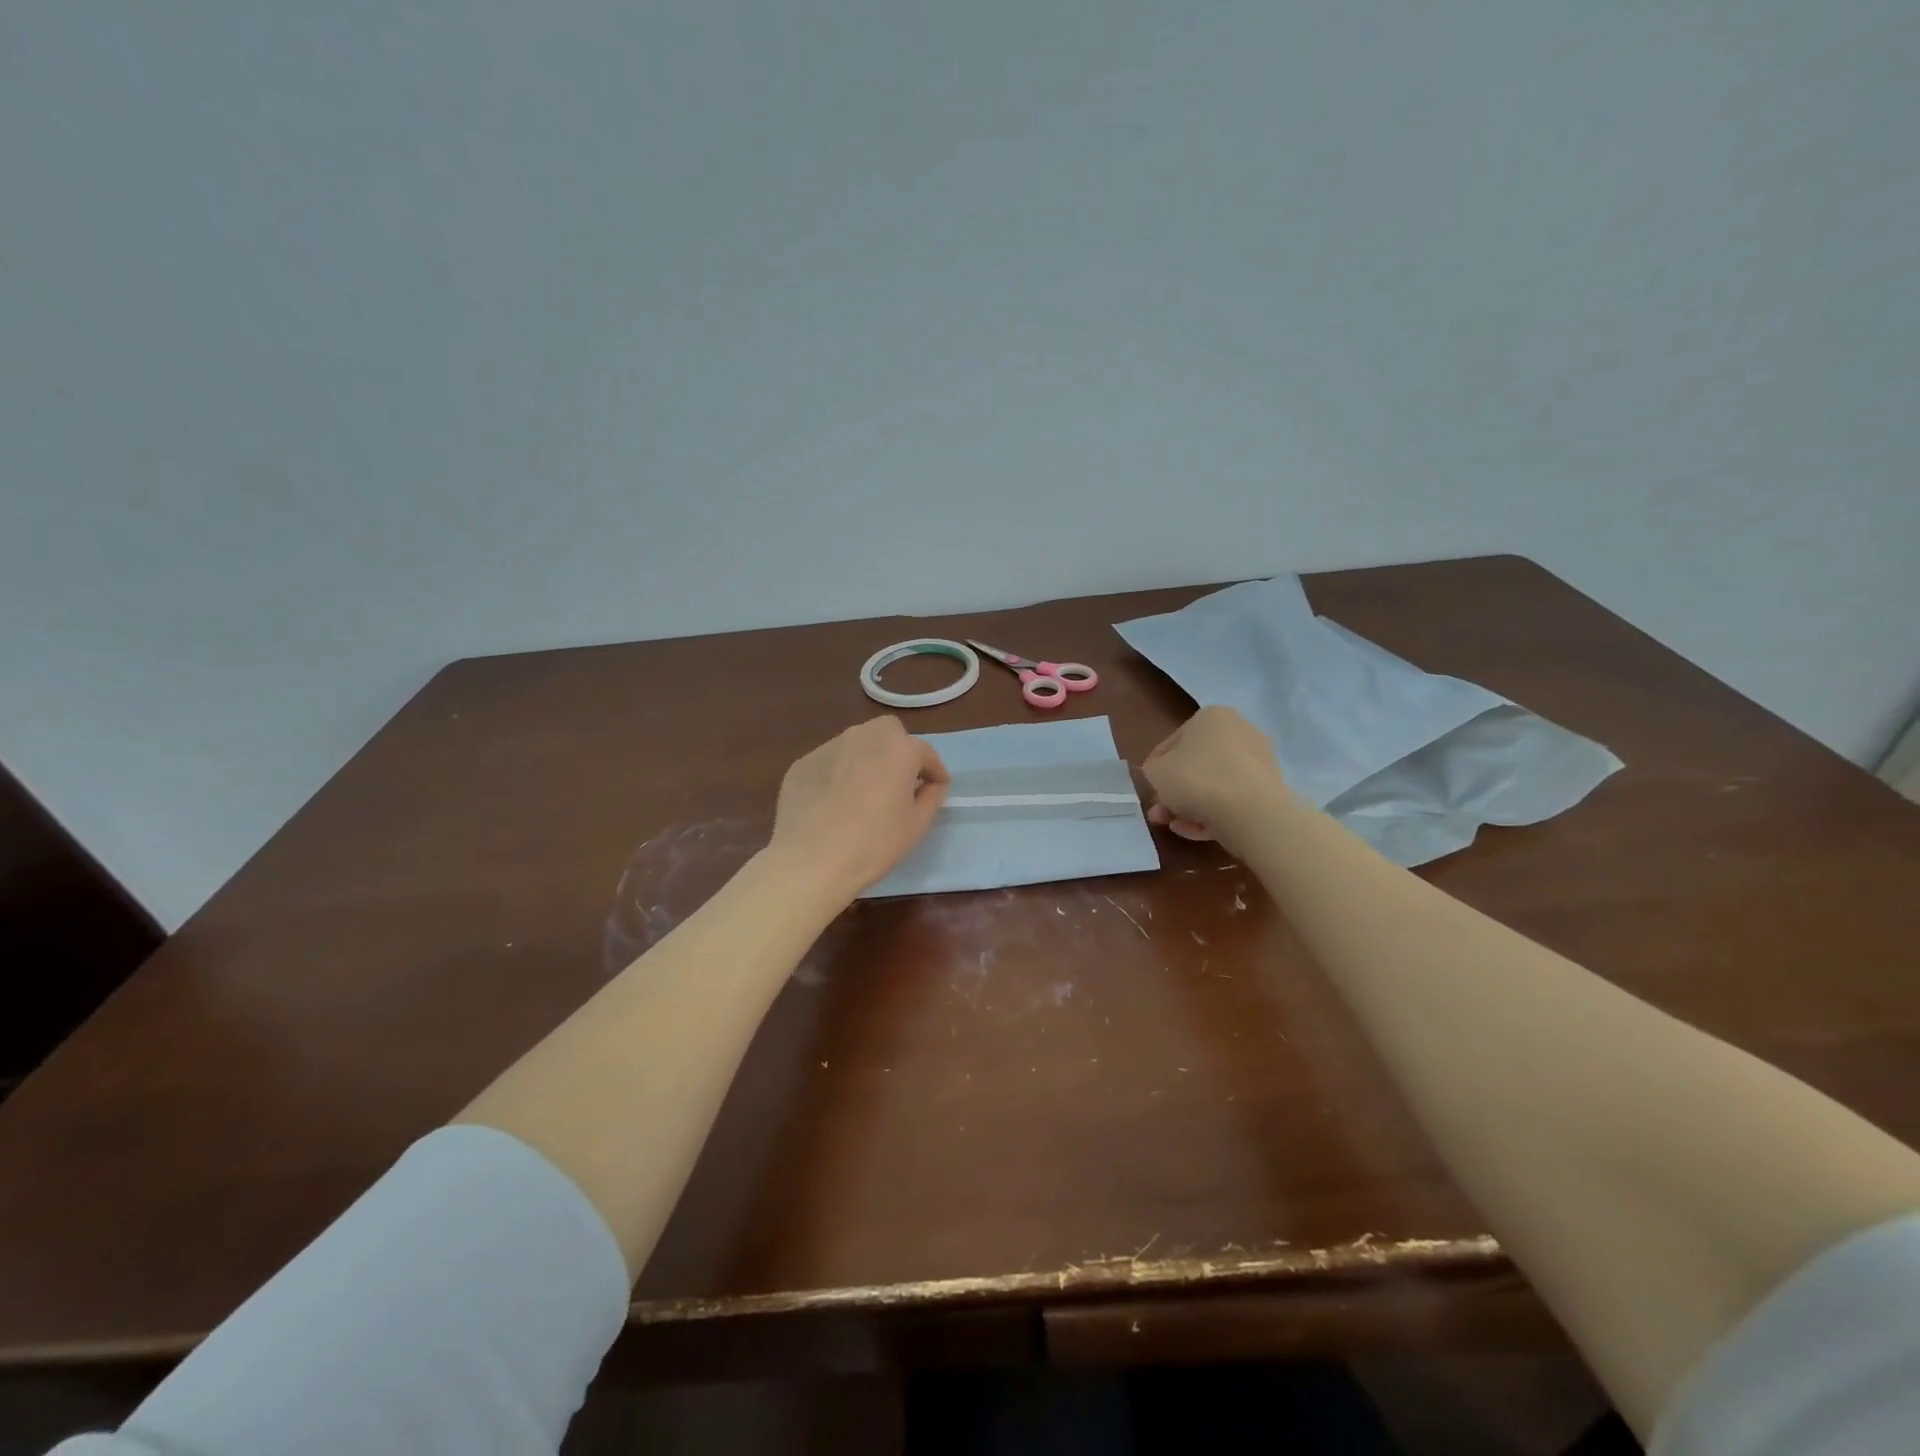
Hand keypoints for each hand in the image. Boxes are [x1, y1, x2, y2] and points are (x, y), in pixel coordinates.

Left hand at [769, 716, 949, 899]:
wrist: (810, 861)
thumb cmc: (873, 844)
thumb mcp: (917, 825)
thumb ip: (931, 796)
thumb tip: (930, 784)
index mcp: (898, 749)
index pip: (925, 752)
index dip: (934, 772)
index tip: (935, 788)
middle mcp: (863, 736)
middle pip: (888, 732)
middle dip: (898, 750)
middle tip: (899, 781)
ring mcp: (828, 747)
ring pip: (856, 743)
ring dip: (867, 759)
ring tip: (864, 792)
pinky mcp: (802, 763)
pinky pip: (830, 762)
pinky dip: (838, 774)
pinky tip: (833, 803)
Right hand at [1141, 706, 1287, 844]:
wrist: (1250, 812)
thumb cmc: (1196, 779)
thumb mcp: (1155, 772)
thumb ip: (1152, 770)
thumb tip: (1160, 775)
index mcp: (1212, 717)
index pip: (1174, 741)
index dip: (1156, 766)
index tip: (1149, 787)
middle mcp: (1239, 732)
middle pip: (1196, 765)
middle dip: (1174, 791)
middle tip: (1159, 811)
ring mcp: (1257, 763)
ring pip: (1214, 785)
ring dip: (1190, 806)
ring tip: (1173, 826)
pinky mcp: (1268, 791)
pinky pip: (1232, 801)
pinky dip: (1212, 815)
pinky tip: (1194, 831)